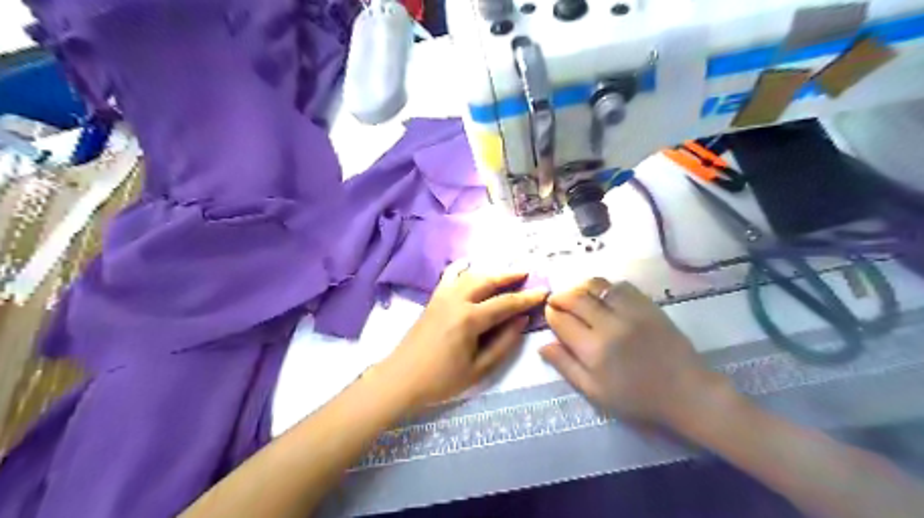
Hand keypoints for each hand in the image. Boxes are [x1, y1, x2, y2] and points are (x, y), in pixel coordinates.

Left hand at [377, 261, 542, 409]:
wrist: (401, 378)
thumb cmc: (441, 380)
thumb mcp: (479, 369)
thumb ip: (503, 343)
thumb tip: (521, 320)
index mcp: (469, 319)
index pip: (505, 303)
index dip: (527, 297)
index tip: (544, 291)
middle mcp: (456, 300)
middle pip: (488, 280)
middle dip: (510, 275)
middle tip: (527, 273)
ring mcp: (442, 296)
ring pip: (471, 275)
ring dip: (491, 271)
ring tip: (507, 272)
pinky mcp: (433, 298)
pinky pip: (449, 276)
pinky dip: (461, 268)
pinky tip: (468, 263)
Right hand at [542, 279, 729, 424]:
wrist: (685, 392)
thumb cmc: (637, 398)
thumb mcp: (595, 392)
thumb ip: (566, 366)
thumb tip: (542, 345)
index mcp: (593, 350)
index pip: (562, 321)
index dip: (551, 314)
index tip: (549, 313)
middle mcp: (609, 325)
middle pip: (576, 299)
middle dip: (561, 297)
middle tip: (557, 301)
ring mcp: (631, 312)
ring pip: (597, 287)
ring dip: (580, 287)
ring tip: (576, 294)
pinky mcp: (648, 305)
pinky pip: (621, 286)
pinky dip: (606, 286)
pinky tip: (603, 295)